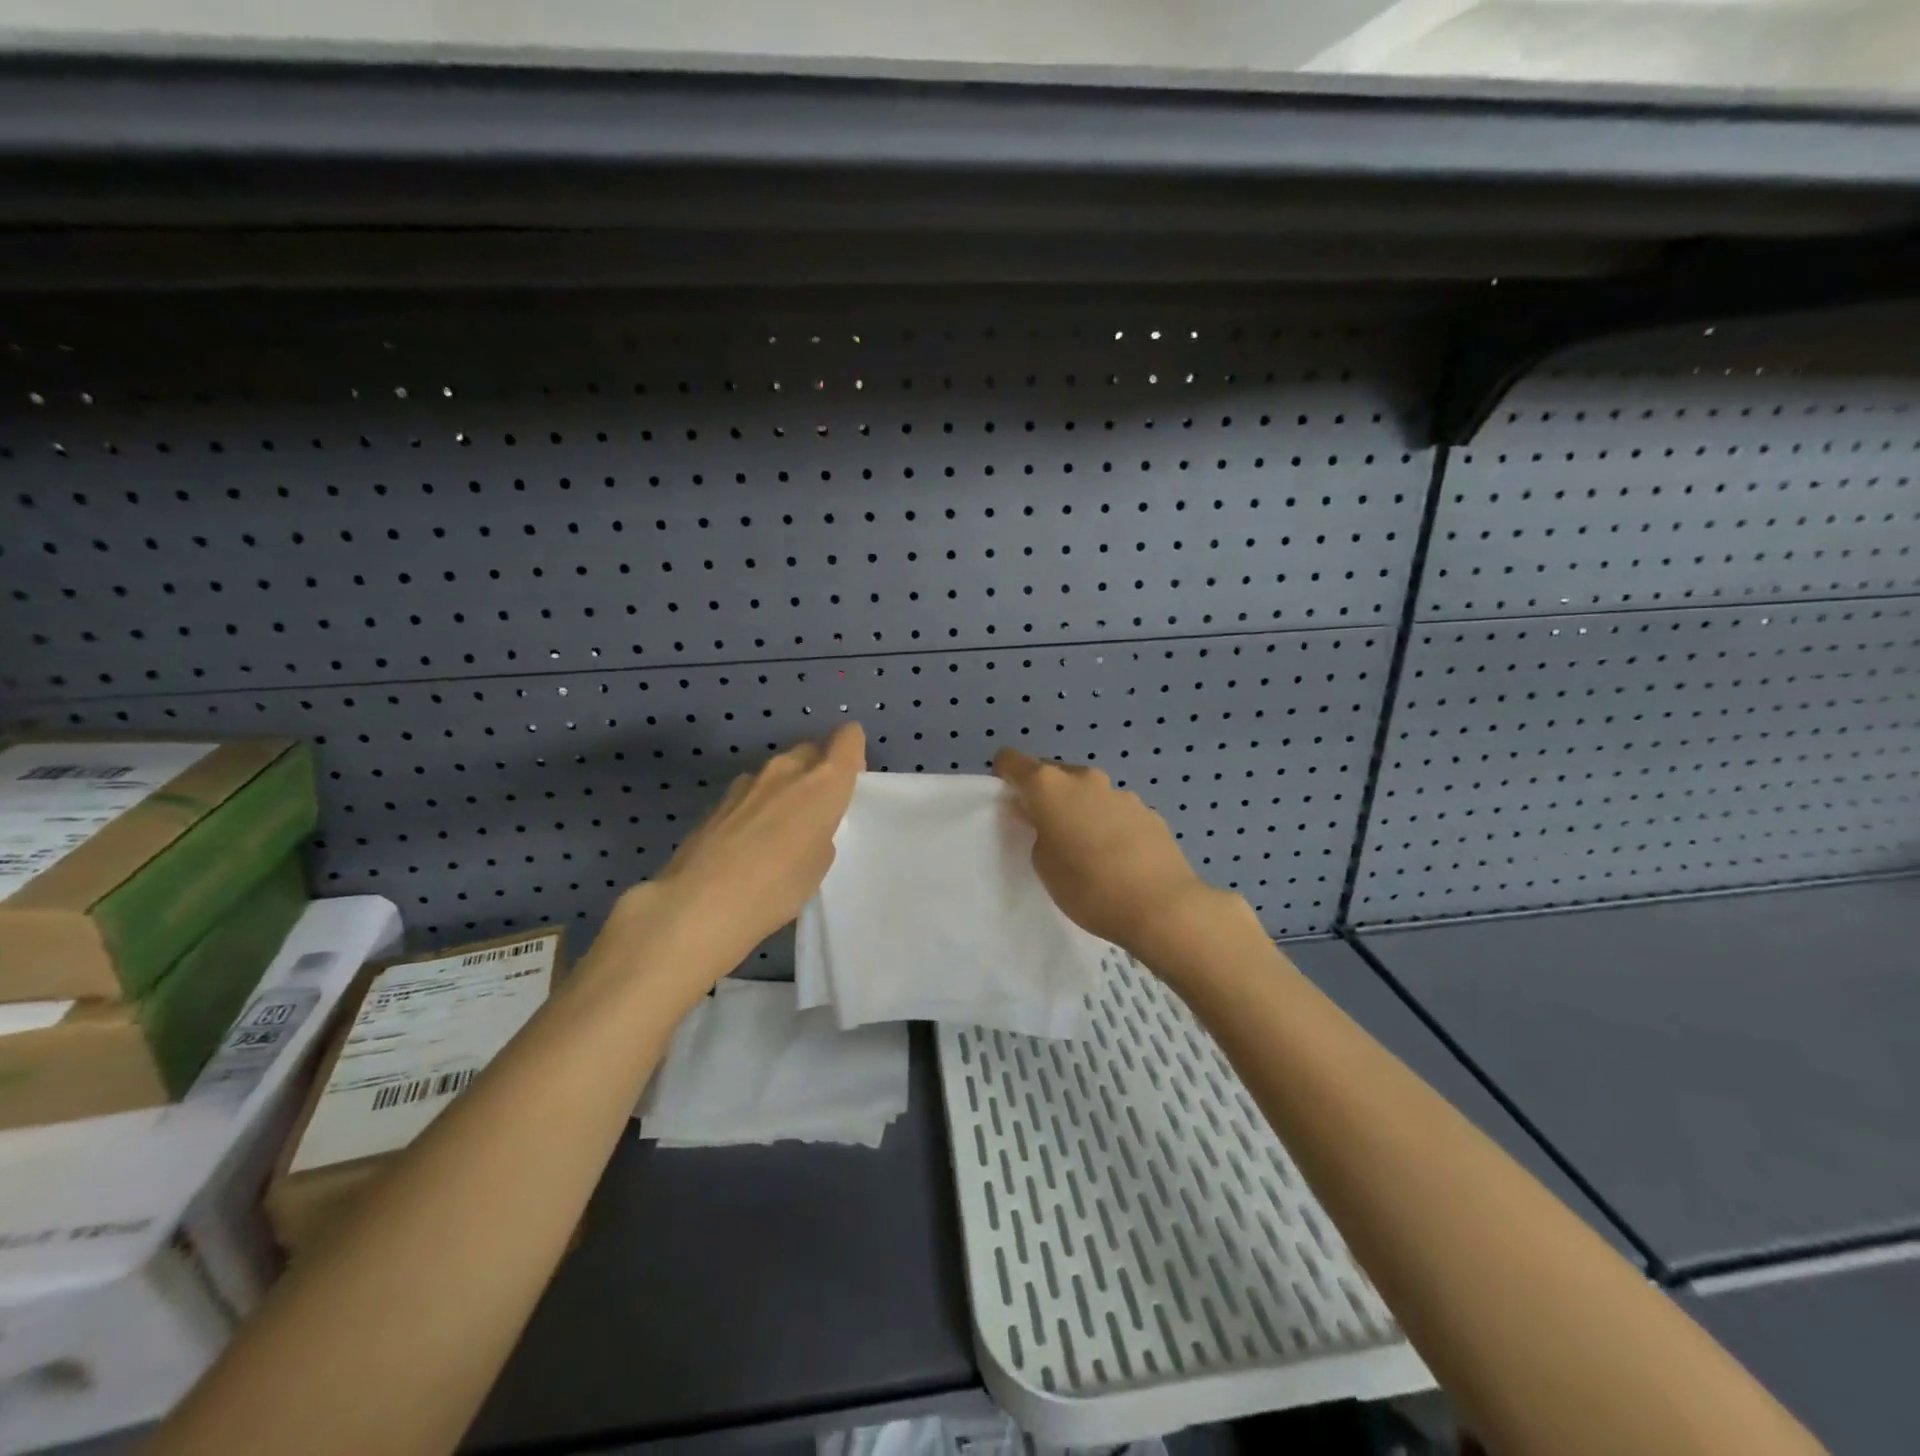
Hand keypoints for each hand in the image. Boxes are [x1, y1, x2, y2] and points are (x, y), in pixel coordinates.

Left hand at [624, 723, 864, 981]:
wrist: (700, 903)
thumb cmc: (779, 886)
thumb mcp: (820, 864)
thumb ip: (821, 830)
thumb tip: (805, 823)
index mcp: (823, 781)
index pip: (848, 738)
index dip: (852, 751)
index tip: (850, 779)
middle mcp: (787, 770)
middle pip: (811, 751)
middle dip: (818, 771)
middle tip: (818, 810)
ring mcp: (748, 782)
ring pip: (778, 772)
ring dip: (785, 789)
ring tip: (781, 831)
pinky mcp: (719, 801)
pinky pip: (751, 793)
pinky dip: (757, 808)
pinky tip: (748, 844)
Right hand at [993, 748, 1227, 960]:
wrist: (1162, 906)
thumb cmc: (1087, 887)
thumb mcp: (1042, 864)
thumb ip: (1036, 831)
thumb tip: (1043, 817)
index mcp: (1049, 786)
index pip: (1012, 761)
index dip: (1005, 777)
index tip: (1008, 803)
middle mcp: (1085, 778)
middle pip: (1053, 775)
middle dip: (1045, 796)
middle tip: (1045, 832)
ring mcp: (1120, 792)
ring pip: (1087, 793)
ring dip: (1080, 809)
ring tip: (1085, 849)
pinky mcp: (1148, 811)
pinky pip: (1115, 811)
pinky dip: (1108, 824)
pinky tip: (1117, 858)